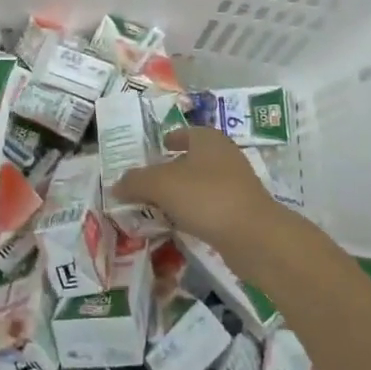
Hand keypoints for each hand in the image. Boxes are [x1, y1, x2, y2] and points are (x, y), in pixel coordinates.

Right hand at [112, 126, 279, 251]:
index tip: (152, 151)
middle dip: (169, 170)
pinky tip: (177, 225)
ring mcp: (235, 185)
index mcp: (208, 139)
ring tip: (155, 207)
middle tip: (145, 183)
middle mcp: (224, 156)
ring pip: (199, 185)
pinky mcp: (240, 212)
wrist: (254, 236)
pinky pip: (208, 207)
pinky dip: (192, 213)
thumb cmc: (206, 196)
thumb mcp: (161, 184)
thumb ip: (136, 181)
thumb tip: (117, 184)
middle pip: (191, 159)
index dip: (168, 139)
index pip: (185, 132)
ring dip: (180, 194)